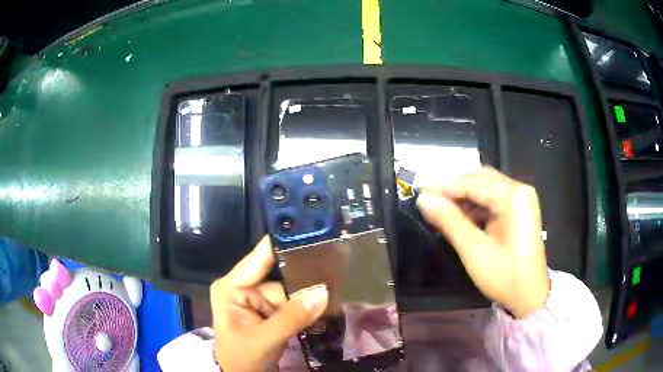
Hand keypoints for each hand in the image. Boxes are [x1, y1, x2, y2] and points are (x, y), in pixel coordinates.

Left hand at [210, 236, 328, 371]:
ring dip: (308, 294)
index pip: (259, 258)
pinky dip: (306, 306)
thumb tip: (323, 292)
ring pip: (290, 290)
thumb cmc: (241, 358)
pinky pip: (292, 303)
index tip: (311, 230)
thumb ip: (292, 317)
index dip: (283, 244)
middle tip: (335, 266)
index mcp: (232, 287)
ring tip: (334, 289)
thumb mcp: (264, 339)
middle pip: (280, 275)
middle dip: (304, 277)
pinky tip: (324, 303)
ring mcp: (258, 300)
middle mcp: (244, 287)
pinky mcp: (270, 312)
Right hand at [417, 167, 549, 318]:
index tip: (420, 193)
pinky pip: (493, 199)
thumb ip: (449, 221)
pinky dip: (475, 205)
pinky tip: (461, 216)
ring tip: (441, 209)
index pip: (472, 182)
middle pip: (480, 179)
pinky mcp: (520, 209)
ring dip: (463, 197)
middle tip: (429, 199)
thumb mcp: (474, 250)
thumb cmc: (504, 276)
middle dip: (454, 188)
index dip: (444, 187)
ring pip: (486, 188)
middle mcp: (519, 190)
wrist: (530, 296)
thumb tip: (424, 199)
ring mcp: (522, 199)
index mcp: (513, 196)